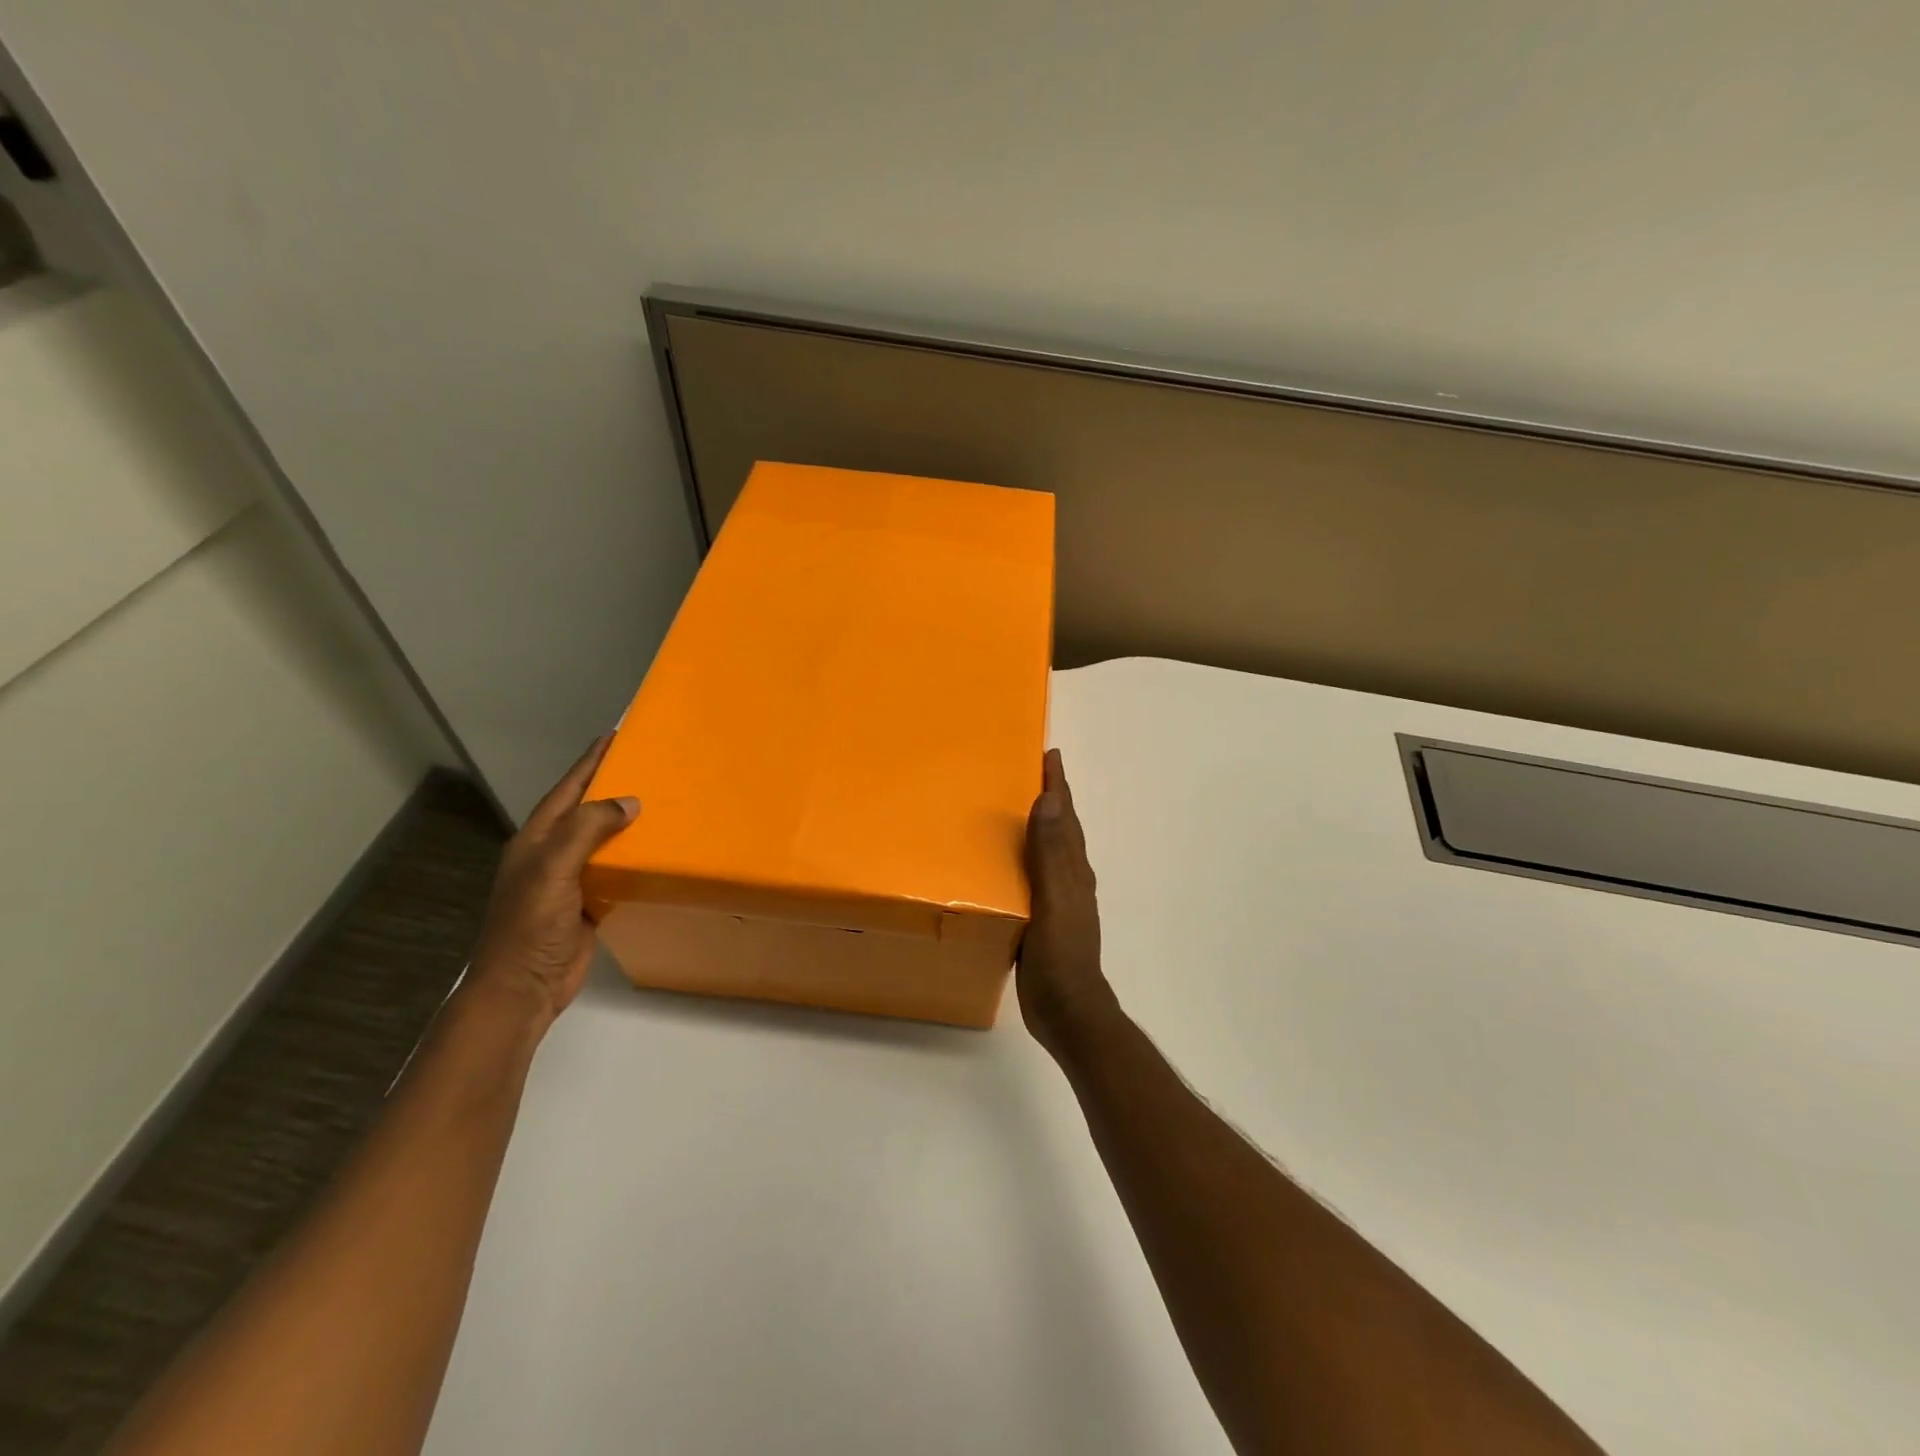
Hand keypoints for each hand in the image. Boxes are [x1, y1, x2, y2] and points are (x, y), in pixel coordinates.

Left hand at [468, 735, 638, 1027]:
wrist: (522, 988)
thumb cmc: (531, 926)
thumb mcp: (553, 870)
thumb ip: (586, 831)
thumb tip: (630, 802)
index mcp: (537, 840)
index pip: (568, 790)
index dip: (589, 763)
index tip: (615, 736)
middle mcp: (552, 854)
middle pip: (586, 811)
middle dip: (612, 786)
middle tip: (648, 764)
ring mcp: (569, 880)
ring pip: (602, 840)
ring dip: (626, 822)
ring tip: (661, 801)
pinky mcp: (588, 903)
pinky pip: (614, 869)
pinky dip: (634, 856)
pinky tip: (656, 850)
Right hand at [1018, 749, 1118, 1054]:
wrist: (1067, 1011)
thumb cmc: (1063, 954)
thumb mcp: (1055, 899)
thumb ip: (1051, 852)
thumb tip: (1052, 798)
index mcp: (1074, 870)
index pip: (1067, 816)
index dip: (1059, 785)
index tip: (1049, 754)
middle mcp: (1069, 879)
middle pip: (1061, 829)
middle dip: (1049, 799)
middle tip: (1023, 773)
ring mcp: (1057, 901)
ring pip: (1046, 852)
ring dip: (1035, 827)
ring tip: (1009, 811)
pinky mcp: (1041, 920)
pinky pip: (1030, 877)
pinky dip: (1020, 860)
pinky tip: (1000, 866)